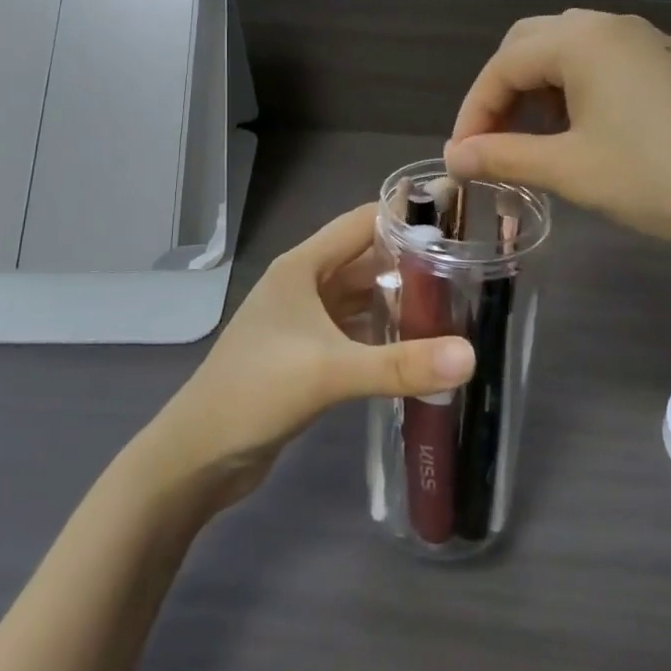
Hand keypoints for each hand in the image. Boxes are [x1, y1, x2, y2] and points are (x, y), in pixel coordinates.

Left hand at [145, 204, 474, 503]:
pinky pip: (354, 330)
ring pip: (361, 297)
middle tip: (470, 267)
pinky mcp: (306, 354)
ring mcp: (303, 320)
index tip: (458, 217)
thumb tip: (471, 356)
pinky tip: (419, 344)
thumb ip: (400, 364)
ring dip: (399, 299)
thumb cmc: (256, 392)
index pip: (362, 223)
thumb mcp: (329, 371)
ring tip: (456, 303)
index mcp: (302, 267)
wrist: (199, 454)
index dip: (406, 216)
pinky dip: (384, 332)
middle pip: (366, 260)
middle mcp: (304, 284)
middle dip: (412, 262)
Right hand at [444, 10, 670, 259]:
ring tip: (527, 140)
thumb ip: (504, 156)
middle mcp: (608, 26)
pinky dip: (569, 90)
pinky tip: (574, 131)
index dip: (474, 112)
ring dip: (534, 91)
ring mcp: (641, 41)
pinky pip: (597, 63)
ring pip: (563, 52)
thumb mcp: (571, 170)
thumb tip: (454, 157)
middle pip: (528, 46)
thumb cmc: (658, 177)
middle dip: (500, 93)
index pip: (503, 66)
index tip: (462, 159)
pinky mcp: (662, 63)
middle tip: (490, 143)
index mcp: (581, 41)